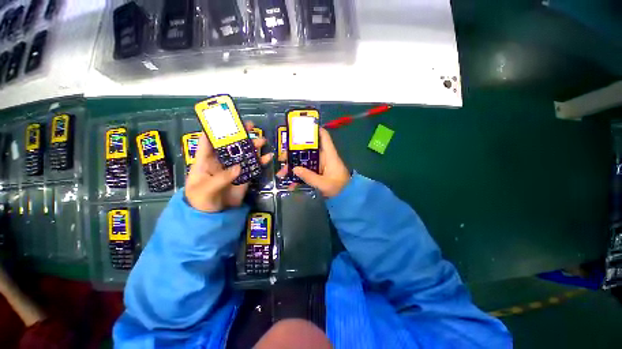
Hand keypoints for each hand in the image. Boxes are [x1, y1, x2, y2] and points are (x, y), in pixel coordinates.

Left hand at [185, 122, 272, 211]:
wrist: (213, 216)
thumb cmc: (201, 201)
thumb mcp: (206, 190)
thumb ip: (221, 178)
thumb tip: (238, 167)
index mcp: (205, 160)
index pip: (208, 140)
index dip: (215, 129)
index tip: (226, 120)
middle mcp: (221, 161)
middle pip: (230, 144)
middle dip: (240, 134)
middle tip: (250, 126)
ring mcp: (234, 168)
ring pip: (244, 153)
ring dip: (253, 146)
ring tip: (262, 140)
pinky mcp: (244, 176)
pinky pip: (253, 166)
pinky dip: (261, 161)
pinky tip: (268, 157)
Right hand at [277, 128, 350, 196]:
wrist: (346, 197)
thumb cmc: (339, 188)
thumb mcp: (324, 184)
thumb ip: (310, 177)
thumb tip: (295, 169)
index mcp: (329, 155)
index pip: (324, 137)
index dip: (314, 130)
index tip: (301, 128)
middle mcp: (324, 158)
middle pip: (308, 150)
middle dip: (294, 153)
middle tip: (282, 158)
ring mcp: (320, 166)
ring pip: (305, 161)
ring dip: (293, 166)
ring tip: (281, 173)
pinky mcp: (318, 173)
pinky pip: (306, 171)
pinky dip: (299, 176)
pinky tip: (290, 184)